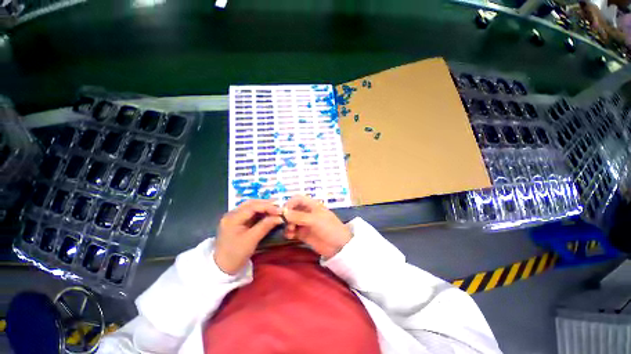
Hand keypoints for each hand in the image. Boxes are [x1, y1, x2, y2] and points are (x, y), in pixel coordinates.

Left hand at [214, 200, 282, 274]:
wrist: (222, 268)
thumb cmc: (236, 254)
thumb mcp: (252, 240)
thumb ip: (265, 226)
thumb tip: (279, 217)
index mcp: (232, 218)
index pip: (252, 207)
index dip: (267, 207)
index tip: (280, 210)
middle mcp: (231, 214)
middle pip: (251, 203)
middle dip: (265, 204)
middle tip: (278, 206)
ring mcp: (233, 217)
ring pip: (250, 206)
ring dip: (263, 207)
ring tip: (275, 209)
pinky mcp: (237, 222)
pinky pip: (250, 213)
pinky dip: (259, 212)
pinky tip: (267, 213)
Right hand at [283, 195, 351, 258]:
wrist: (339, 247)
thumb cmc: (329, 228)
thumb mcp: (315, 220)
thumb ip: (299, 216)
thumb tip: (283, 212)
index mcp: (312, 205)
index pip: (297, 199)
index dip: (290, 203)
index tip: (284, 212)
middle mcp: (307, 212)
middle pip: (292, 210)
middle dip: (287, 216)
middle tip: (285, 224)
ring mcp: (305, 223)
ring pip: (291, 221)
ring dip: (288, 225)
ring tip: (290, 231)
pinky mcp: (304, 234)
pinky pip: (293, 231)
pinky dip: (289, 233)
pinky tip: (290, 236)